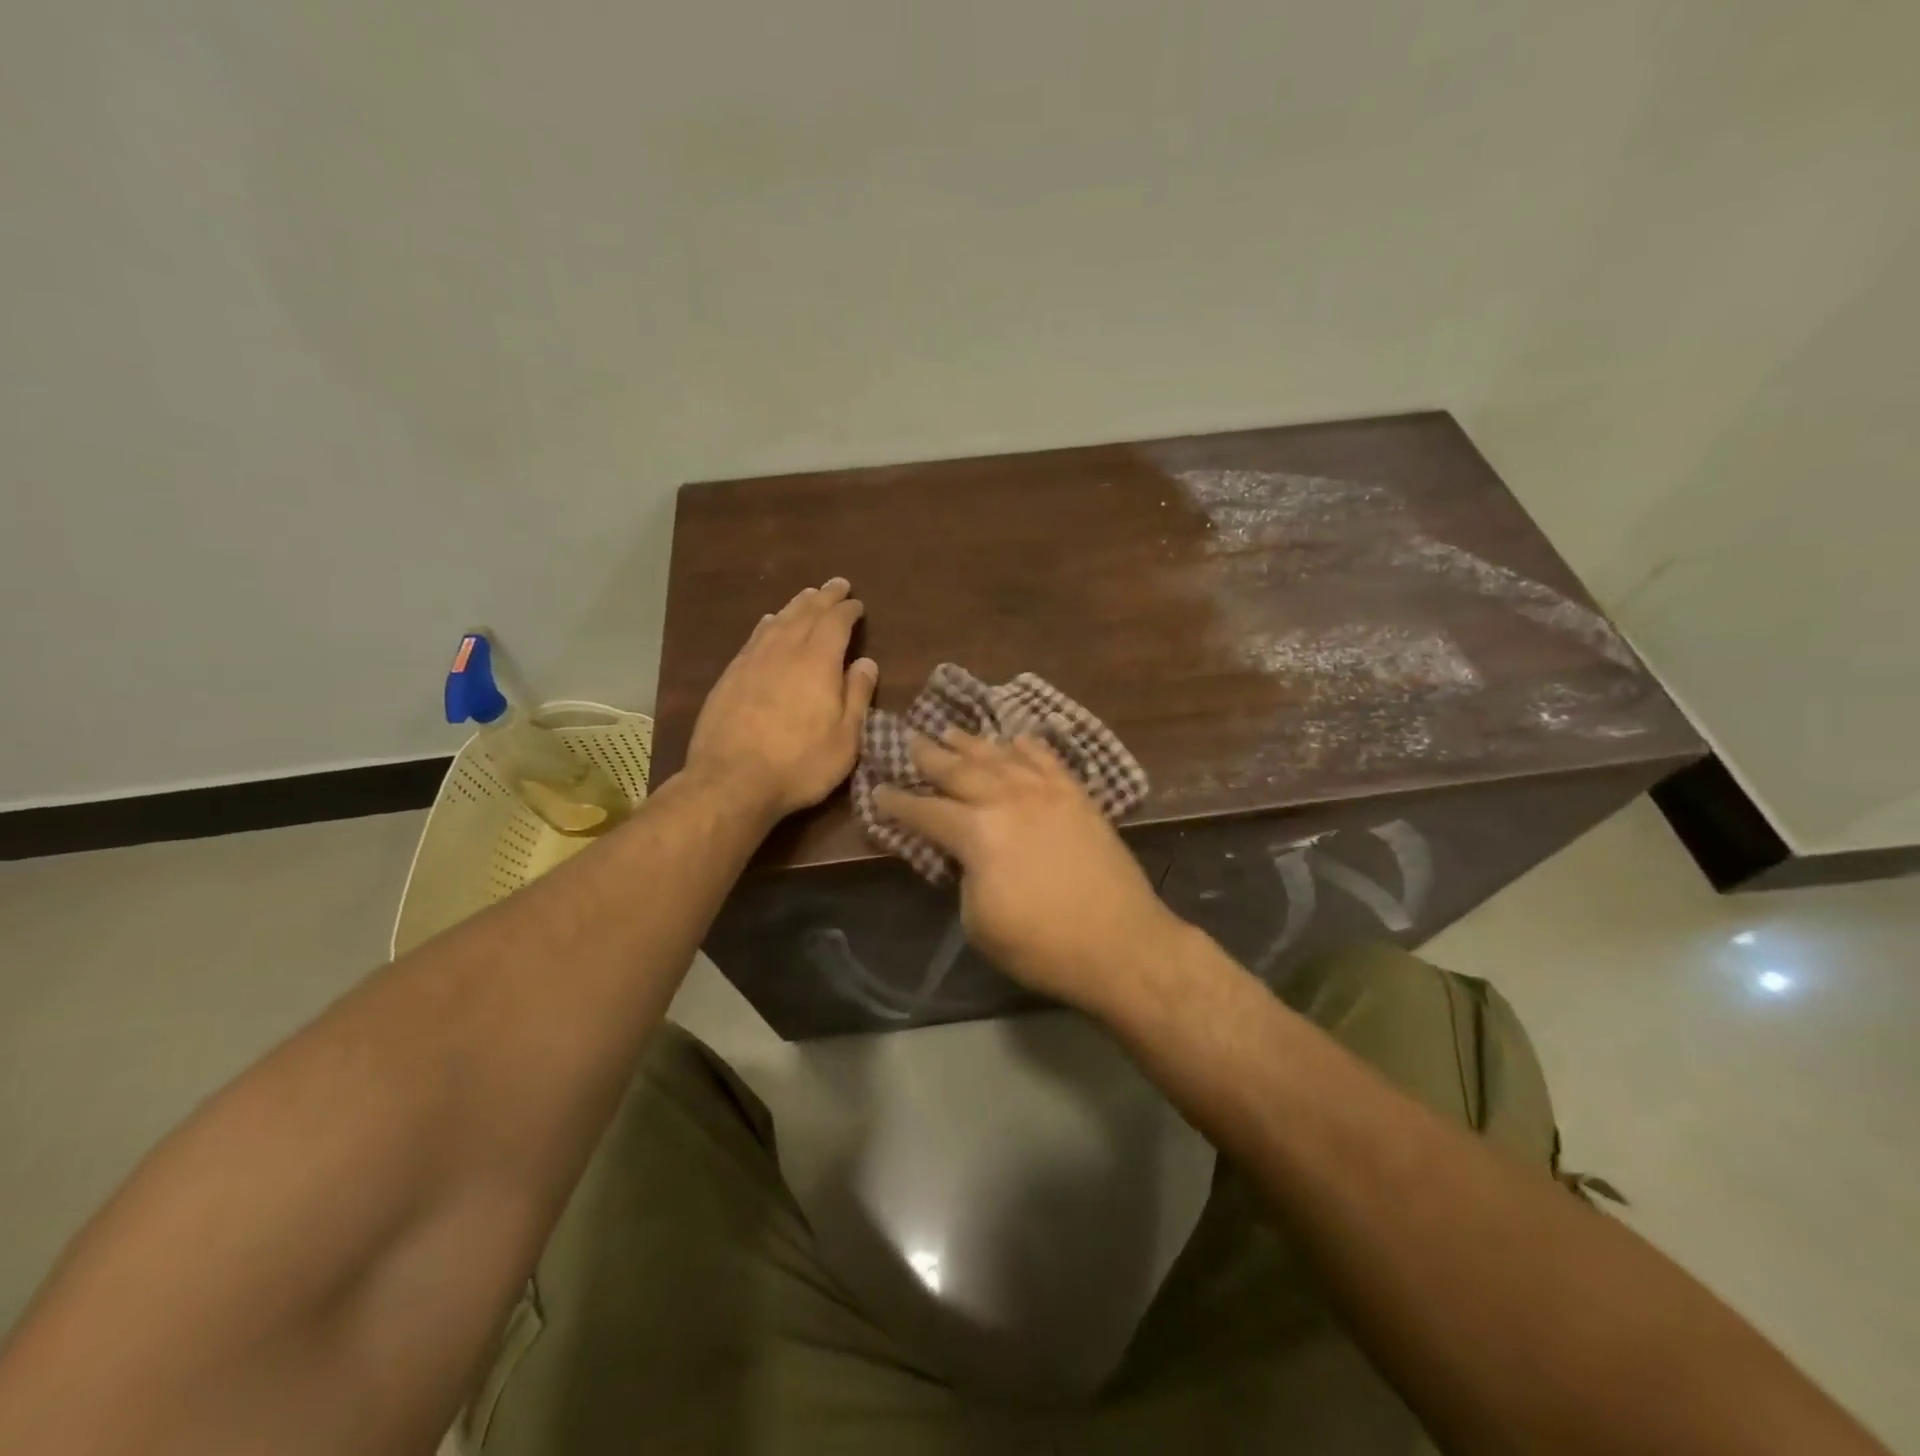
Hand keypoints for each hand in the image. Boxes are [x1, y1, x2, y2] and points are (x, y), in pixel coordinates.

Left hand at [685, 578, 878, 820]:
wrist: (731, 782)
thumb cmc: (799, 764)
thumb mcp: (845, 738)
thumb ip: (857, 695)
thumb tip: (865, 661)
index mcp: (818, 662)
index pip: (835, 623)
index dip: (847, 611)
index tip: (857, 604)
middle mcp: (784, 651)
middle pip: (806, 614)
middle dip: (824, 597)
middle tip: (836, 584)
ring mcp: (752, 661)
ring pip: (778, 621)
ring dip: (796, 605)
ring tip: (807, 596)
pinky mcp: (730, 676)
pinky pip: (755, 637)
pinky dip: (768, 624)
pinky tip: (769, 622)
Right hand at [871, 730, 1186, 1013]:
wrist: (1121, 944)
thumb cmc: (1042, 945)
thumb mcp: (979, 921)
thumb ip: (964, 876)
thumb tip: (965, 855)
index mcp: (977, 833)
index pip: (926, 811)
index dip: (898, 804)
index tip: (879, 792)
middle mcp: (1008, 800)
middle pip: (959, 770)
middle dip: (929, 756)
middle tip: (909, 741)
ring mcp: (1047, 793)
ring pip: (1000, 756)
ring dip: (971, 743)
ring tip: (950, 730)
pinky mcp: (1078, 796)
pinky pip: (1047, 760)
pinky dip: (1027, 746)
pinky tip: (1016, 739)